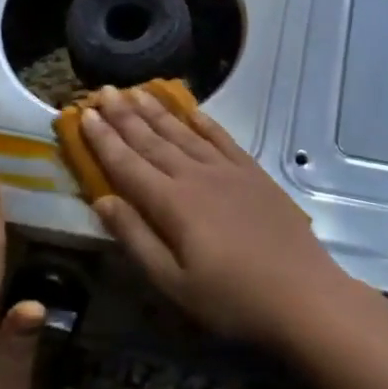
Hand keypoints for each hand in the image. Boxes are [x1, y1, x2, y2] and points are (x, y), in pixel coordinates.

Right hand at [81, 87, 358, 349]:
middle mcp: (197, 176)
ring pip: (185, 133)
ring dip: (158, 112)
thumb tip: (102, 200)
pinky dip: (204, 122)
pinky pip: (222, 139)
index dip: (104, 140)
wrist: (302, 293)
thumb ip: (136, 238)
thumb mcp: (173, 282)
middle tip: (103, 90)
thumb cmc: (232, 298)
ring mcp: (229, 171)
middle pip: (153, 140)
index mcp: (172, 204)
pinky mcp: (254, 174)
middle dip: (125, 115)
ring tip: (136, 91)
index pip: (128, 164)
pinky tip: (192, 111)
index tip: (84, 114)